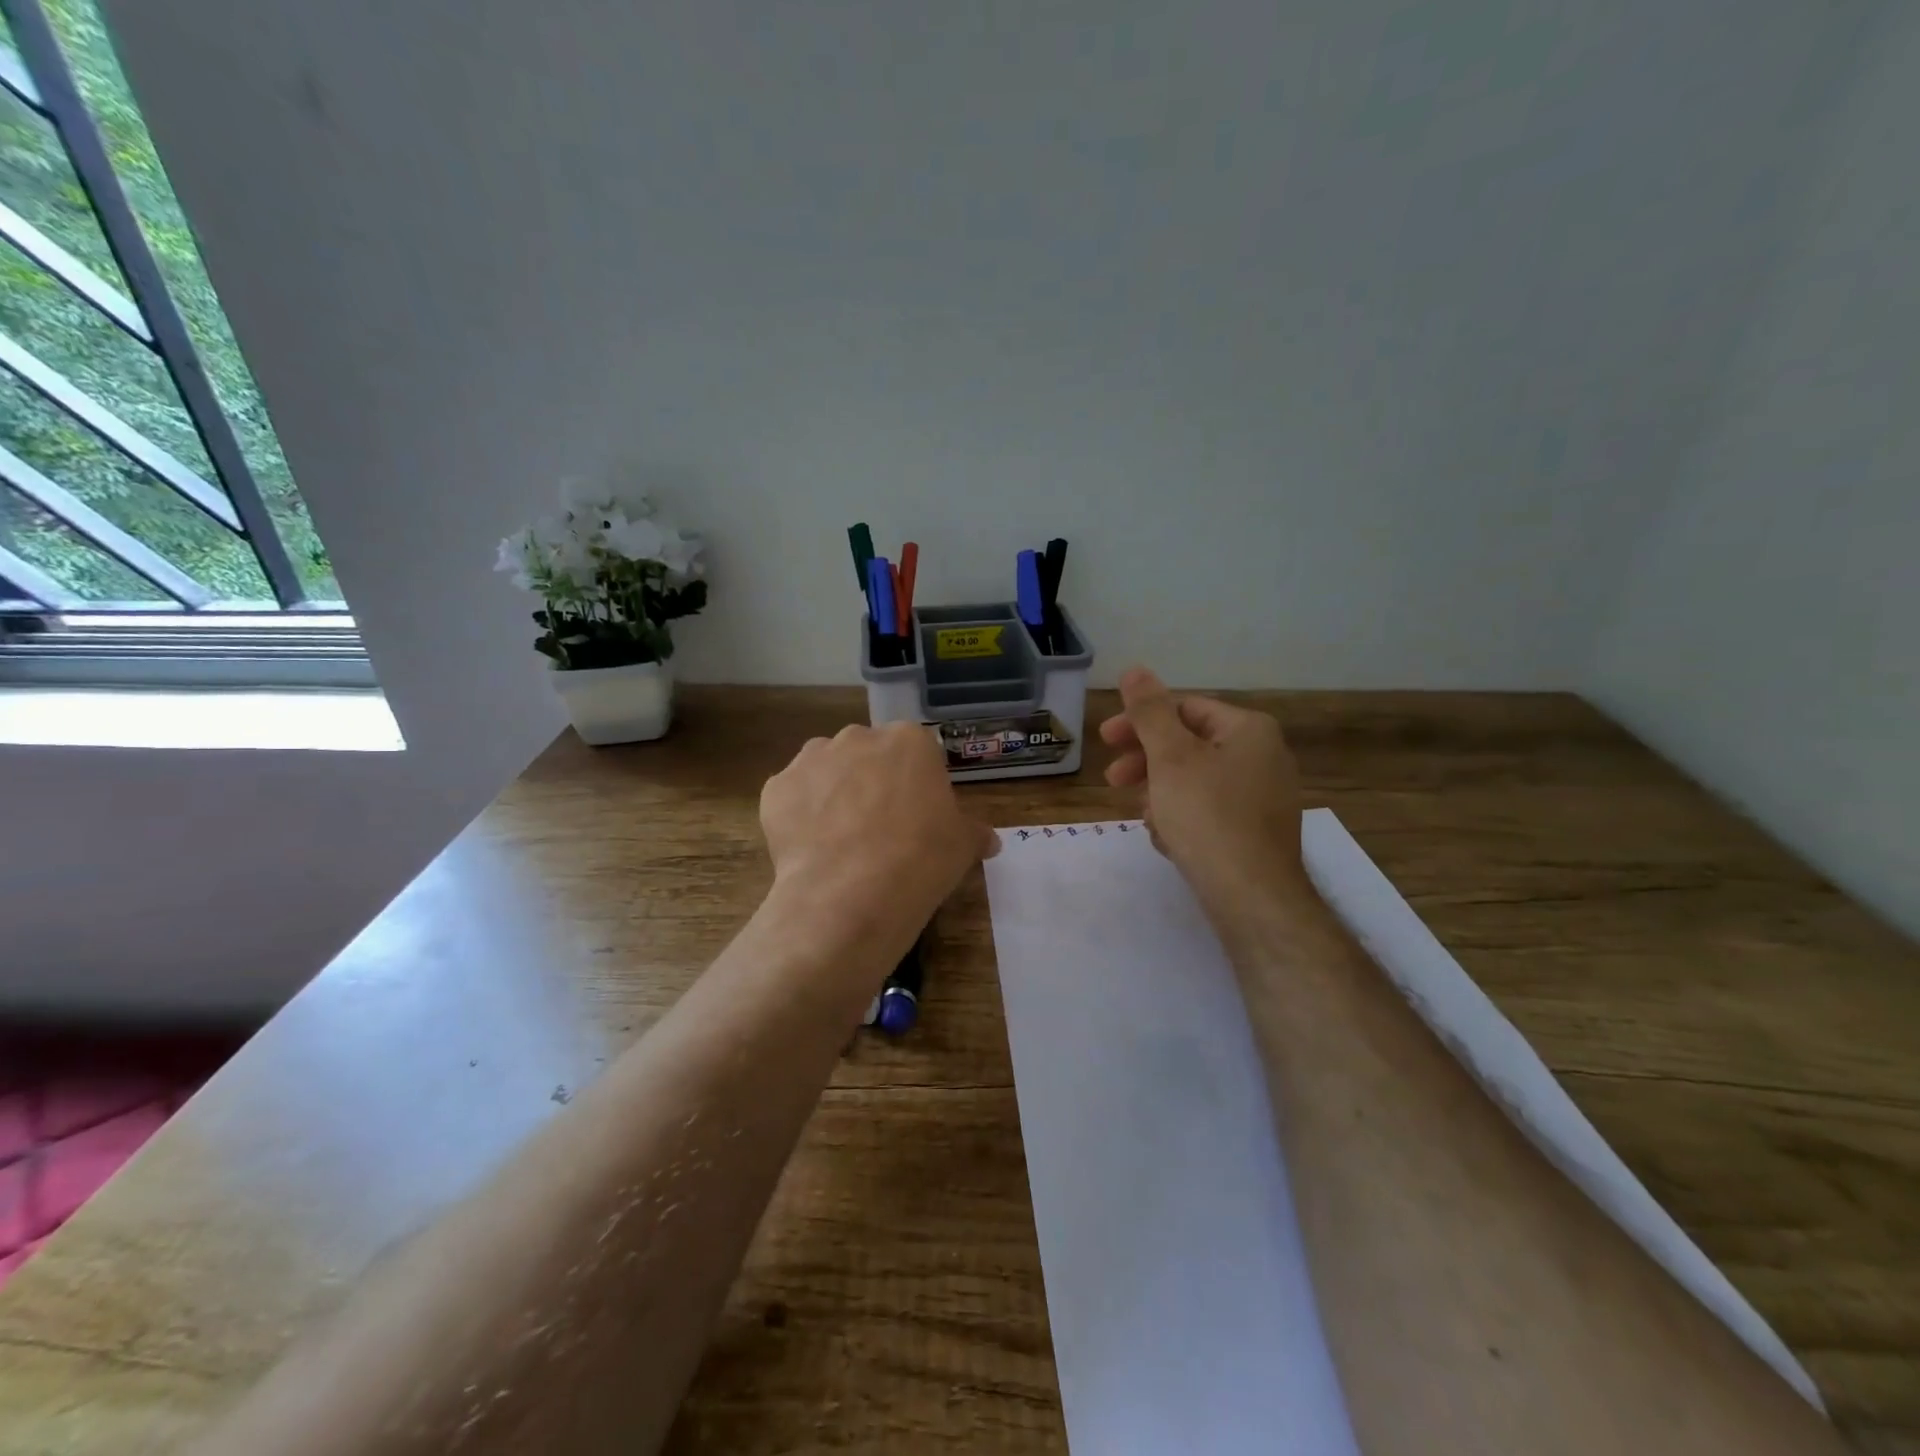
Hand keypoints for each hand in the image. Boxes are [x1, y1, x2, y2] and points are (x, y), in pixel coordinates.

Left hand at [761, 722, 997, 940]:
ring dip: (833, 792)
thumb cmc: (920, 859)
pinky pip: (792, 797)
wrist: (851, 895)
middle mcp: (858, 736)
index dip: (916, 785)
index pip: (916, 753)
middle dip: (871, 781)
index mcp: (909, 740)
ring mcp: (812, 759)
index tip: (917, 817)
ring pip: (826, 769)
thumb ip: (974, 832)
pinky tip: (812, 849)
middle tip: (879, 828)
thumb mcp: (962, 846)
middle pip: (867, 754)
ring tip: (840, 839)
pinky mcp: (776, 788)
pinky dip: (800, 816)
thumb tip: (989, 840)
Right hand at [1100, 667, 1310, 910]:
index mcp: (1249, 730)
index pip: (1184, 709)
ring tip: (1146, 820)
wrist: (1253, 897)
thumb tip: (1135, 669)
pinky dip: (1183, 819)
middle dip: (1146, 763)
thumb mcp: (1170, 757)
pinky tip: (1169, 842)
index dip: (1139, 721)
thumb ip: (1149, 712)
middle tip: (1112, 780)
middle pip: (1189, 746)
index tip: (1104, 741)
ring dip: (1160, 795)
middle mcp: (1264, 757)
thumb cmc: (1208, 817)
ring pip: (1194, 782)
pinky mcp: (1256, 832)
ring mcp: (1263, 797)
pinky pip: (1209, 812)